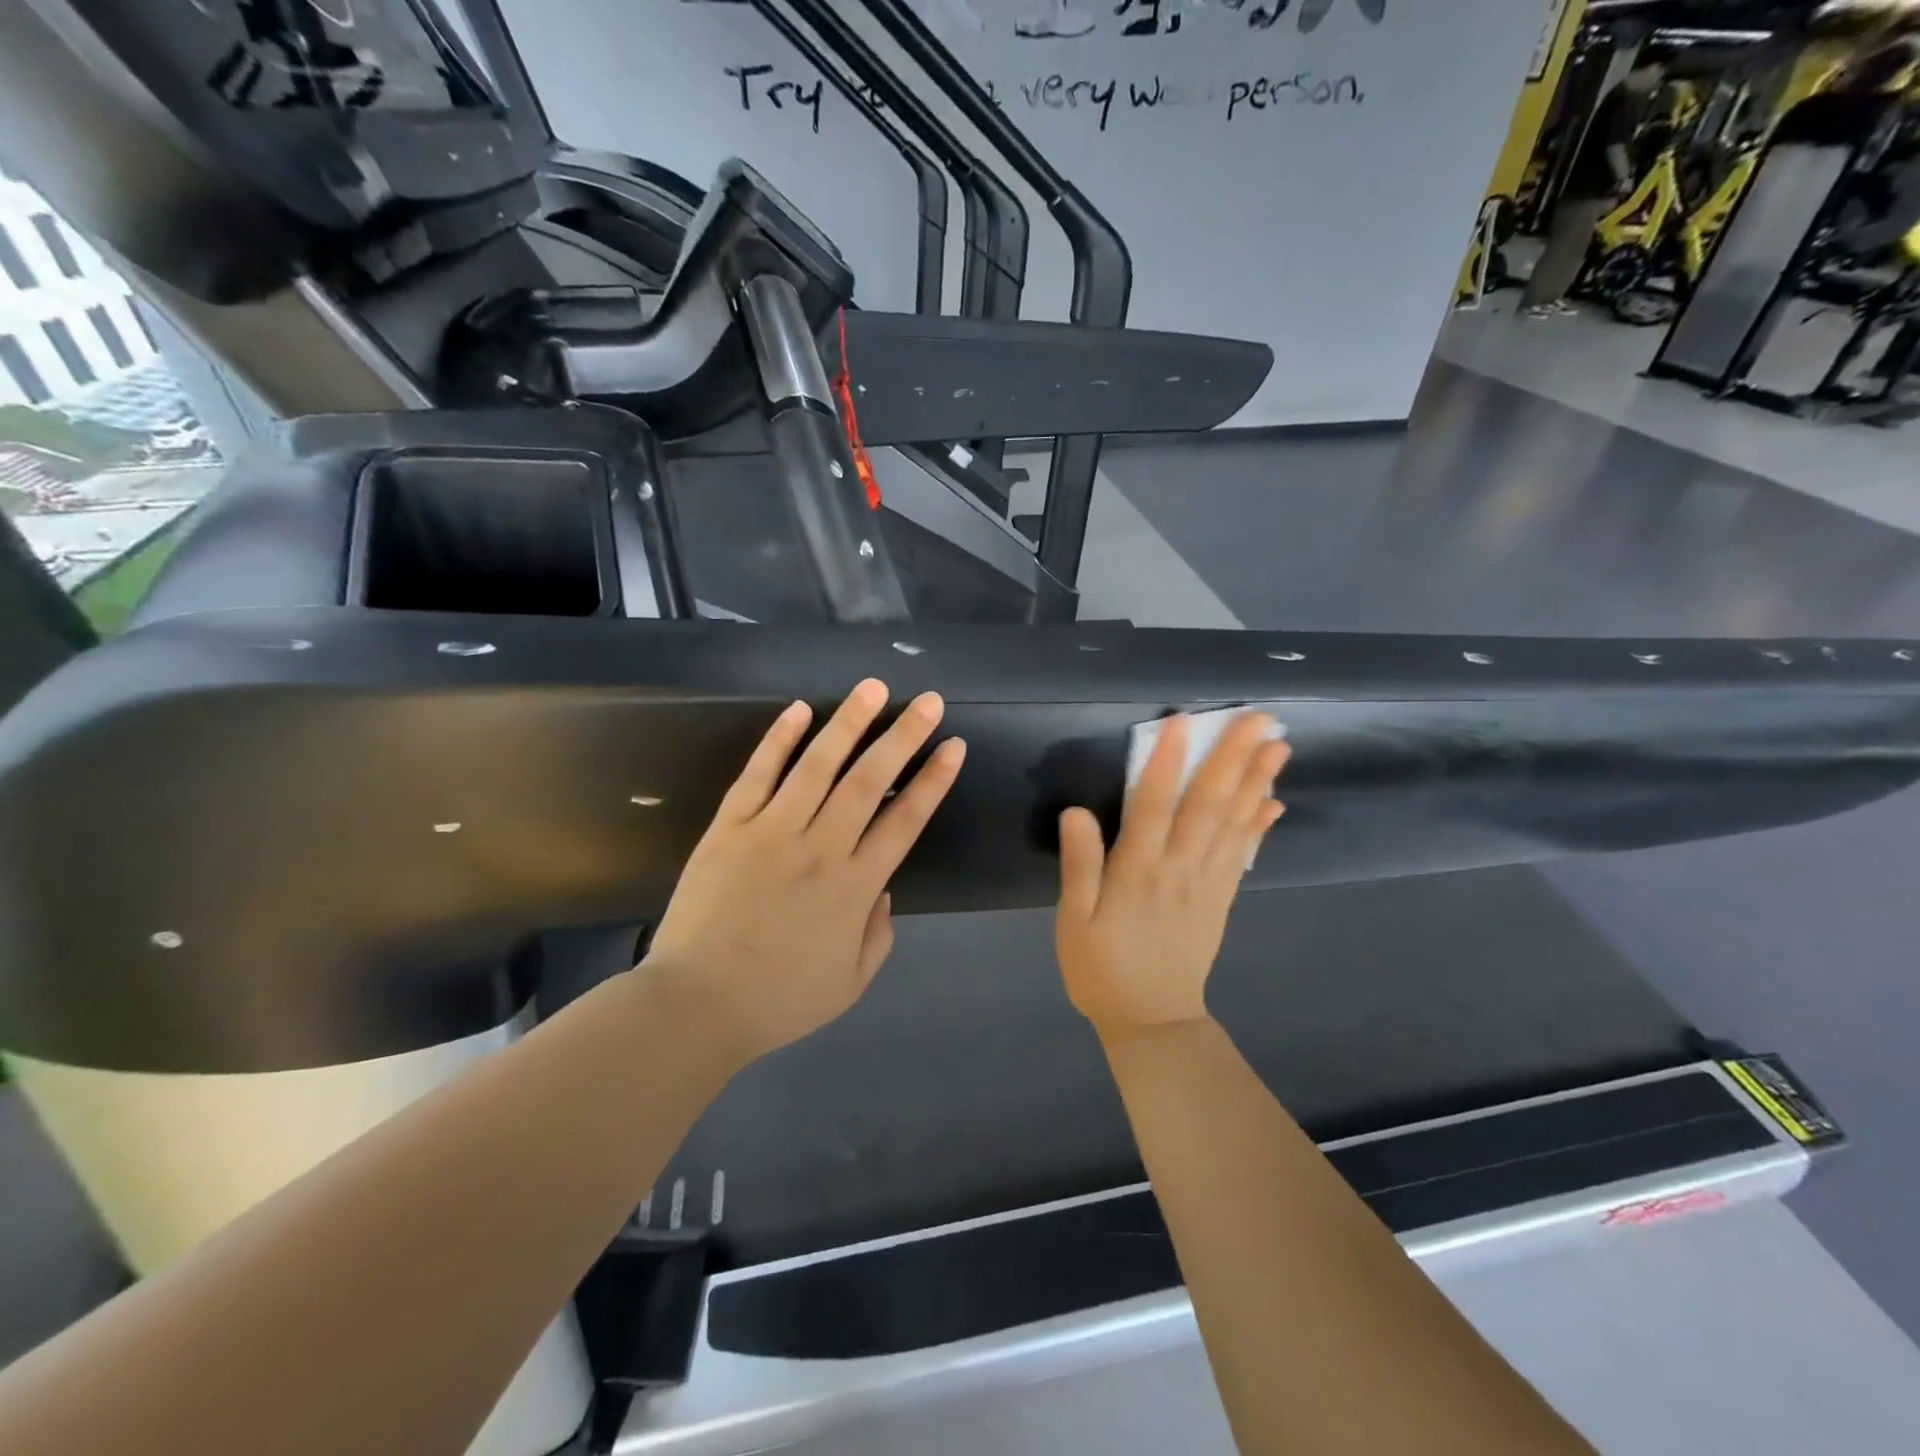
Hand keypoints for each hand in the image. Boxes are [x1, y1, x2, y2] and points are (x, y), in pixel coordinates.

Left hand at [644, 679, 964, 1063]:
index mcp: (855, 887)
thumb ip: (878, 934)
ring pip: (817, 766)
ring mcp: (771, 832)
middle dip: (903, 736)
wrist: (696, 1006)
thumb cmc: (778, 1000)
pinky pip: (757, 775)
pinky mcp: (729, 828)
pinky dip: (778, 740)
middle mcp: (821, 848)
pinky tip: (799, 710)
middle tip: (927, 700)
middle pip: (870, 781)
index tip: (952, 746)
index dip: (933, 780)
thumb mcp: (850, 983)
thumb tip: (883, 890)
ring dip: (849, 723)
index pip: (905, 821)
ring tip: (873, 689)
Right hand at [1055, 713, 1288, 1038]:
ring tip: (1278, 745)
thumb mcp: (1074, 922)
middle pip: (1208, 806)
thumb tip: (1076, 812)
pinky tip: (1274, 800)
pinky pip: (1243, 854)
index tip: (1183, 722)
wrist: (1152, 1022)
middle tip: (1258, 718)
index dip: (1167, 762)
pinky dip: (1259, 825)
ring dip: (1256, 782)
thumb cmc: (1102, 968)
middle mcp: (1179, 869)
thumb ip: (1080, 867)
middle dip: (1232, 759)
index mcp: (1138, 872)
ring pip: (1233, 824)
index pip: (1154, 806)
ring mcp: (1207, 884)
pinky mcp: (1221, 899)